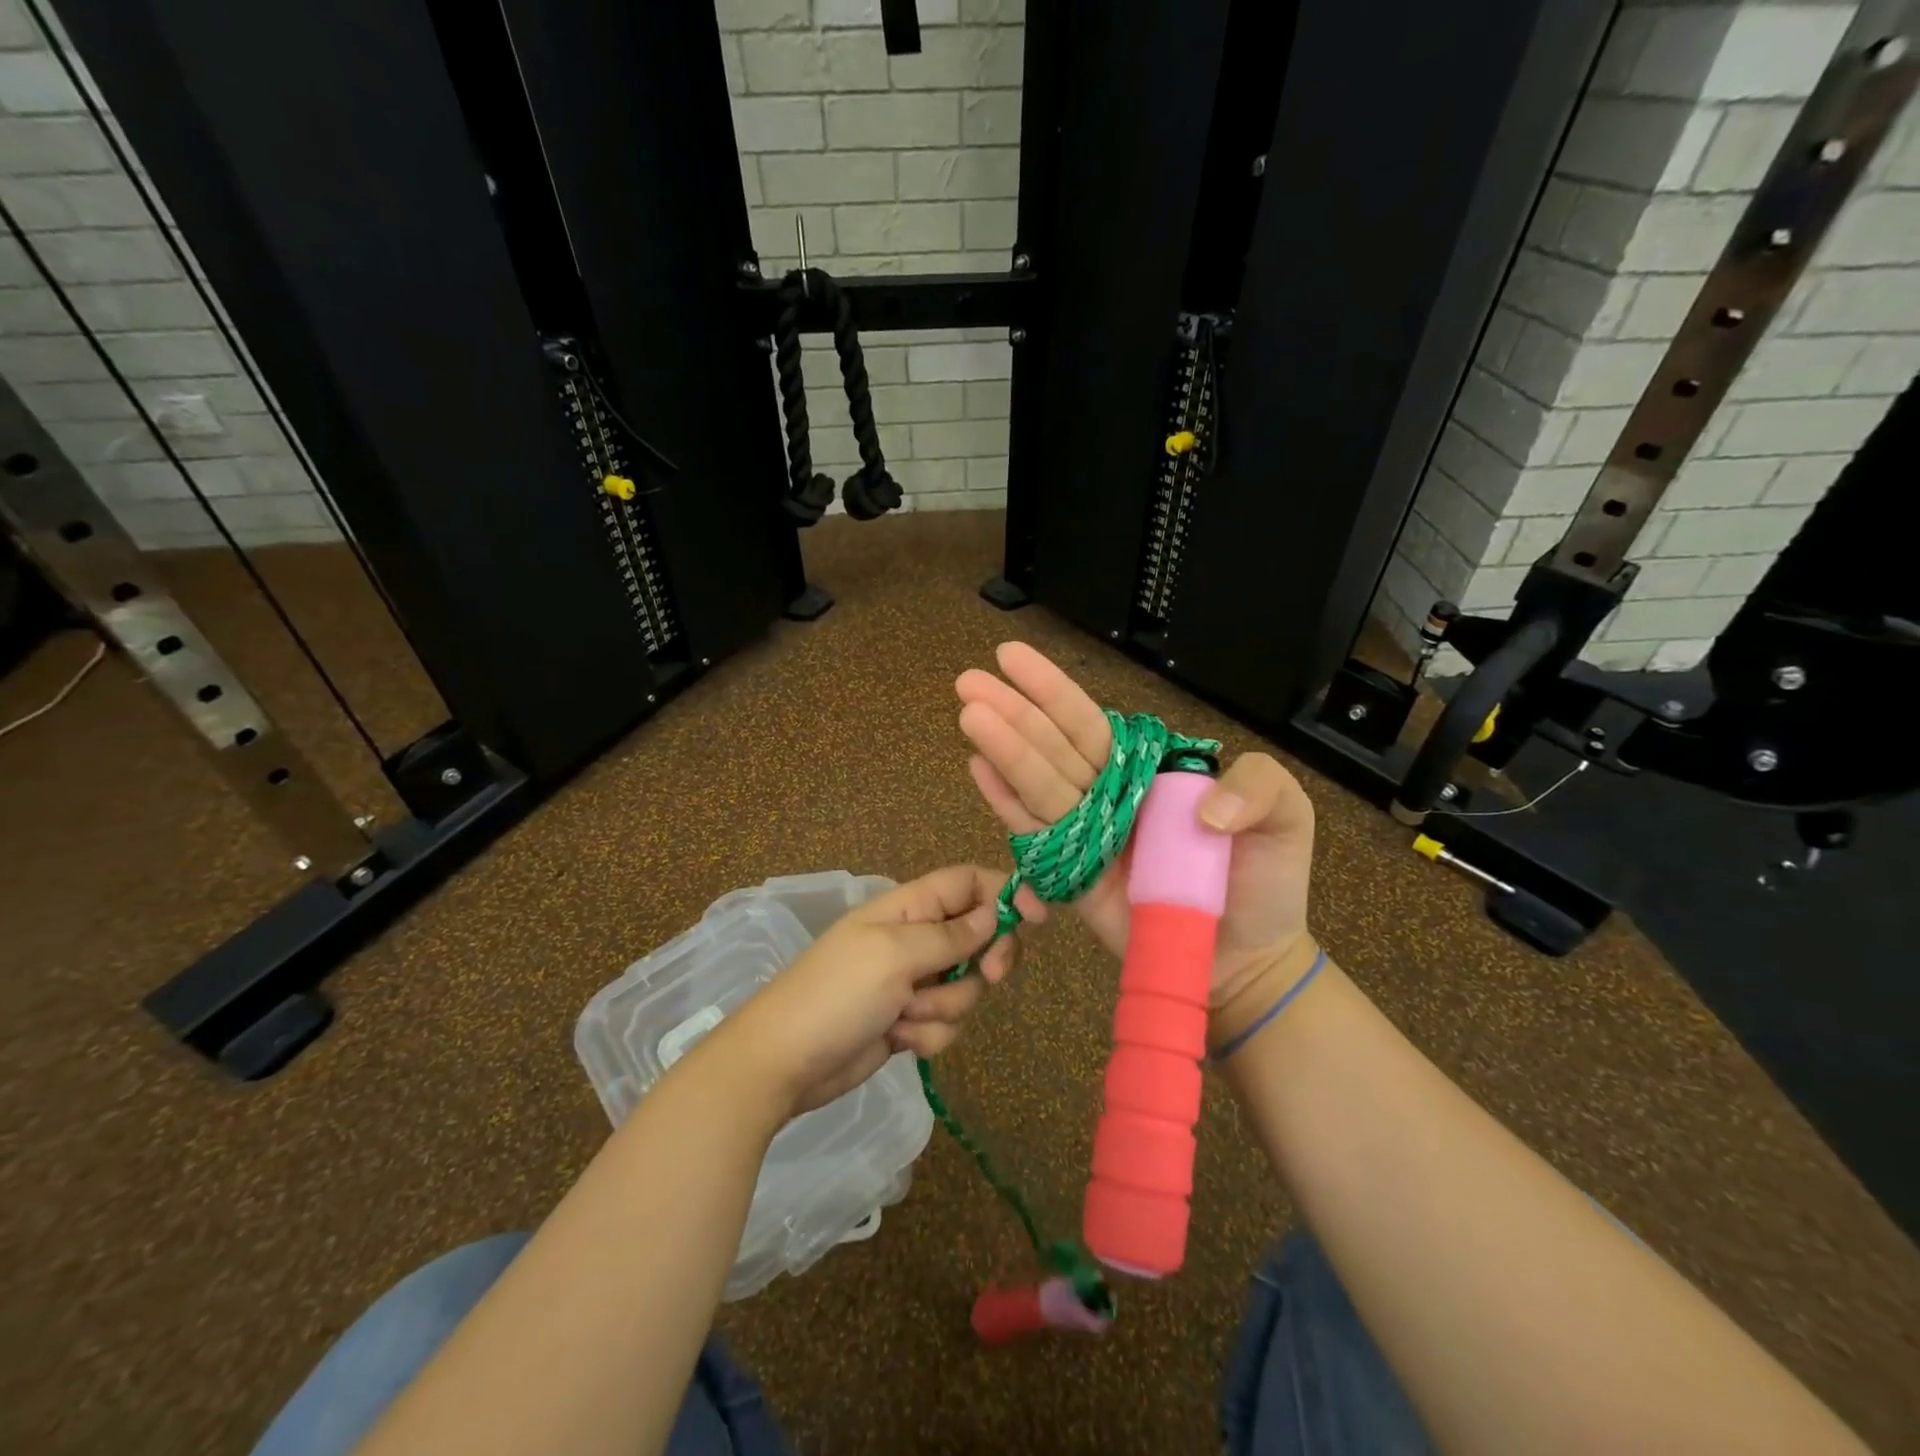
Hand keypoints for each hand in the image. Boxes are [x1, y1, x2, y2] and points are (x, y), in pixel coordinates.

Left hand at [721, 865, 1043, 1117]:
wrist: (784, 1063)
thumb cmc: (836, 994)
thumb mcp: (894, 954)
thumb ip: (950, 935)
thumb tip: (994, 912)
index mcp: (909, 907)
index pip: (969, 882)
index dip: (1006, 892)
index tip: (1037, 918)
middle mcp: (916, 939)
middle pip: (980, 936)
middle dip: (985, 961)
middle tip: (988, 976)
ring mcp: (913, 982)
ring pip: (967, 987)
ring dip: (944, 1007)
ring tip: (904, 1014)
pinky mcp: (910, 1021)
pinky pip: (946, 1023)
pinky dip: (928, 1034)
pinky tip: (898, 1040)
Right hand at [956, 643, 1316, 1012]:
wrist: (1245, 958)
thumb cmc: (1263, 884)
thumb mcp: (1286, 819)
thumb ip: (1259, 786)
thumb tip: (1203, 808)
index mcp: (1145, 773)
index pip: (1090, 723)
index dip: (1052, 691)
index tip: (1012, 655)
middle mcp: (1108, 796)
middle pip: (1052, 747)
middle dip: (1012, 712)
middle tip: (967, 680)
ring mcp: (1087, 837)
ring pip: (1038, 784)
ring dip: (1002, 749)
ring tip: (968, 715)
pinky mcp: (1073, 879)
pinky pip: (1035, 837)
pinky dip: (1006, 804)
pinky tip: (979, 771)